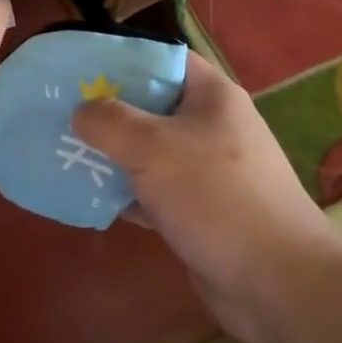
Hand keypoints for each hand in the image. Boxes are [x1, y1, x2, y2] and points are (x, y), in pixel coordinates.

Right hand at [72, 53, 337, 342]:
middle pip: (150, 104)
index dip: (121, 57)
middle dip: (107, 109)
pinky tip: (88, 196)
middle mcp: (210, 126)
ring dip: (111, 153)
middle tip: (62, 111)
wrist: (279, 285)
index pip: (162, 58)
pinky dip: (124, 192)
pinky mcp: (199, 210)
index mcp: (211, 95)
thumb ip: (109, 122)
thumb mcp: (152, 148)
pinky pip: (153, 190)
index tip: (81, 67)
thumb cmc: (216, 197)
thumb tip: (81, 111)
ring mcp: (207, 170)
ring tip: (64, 150)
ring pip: (148, 150)